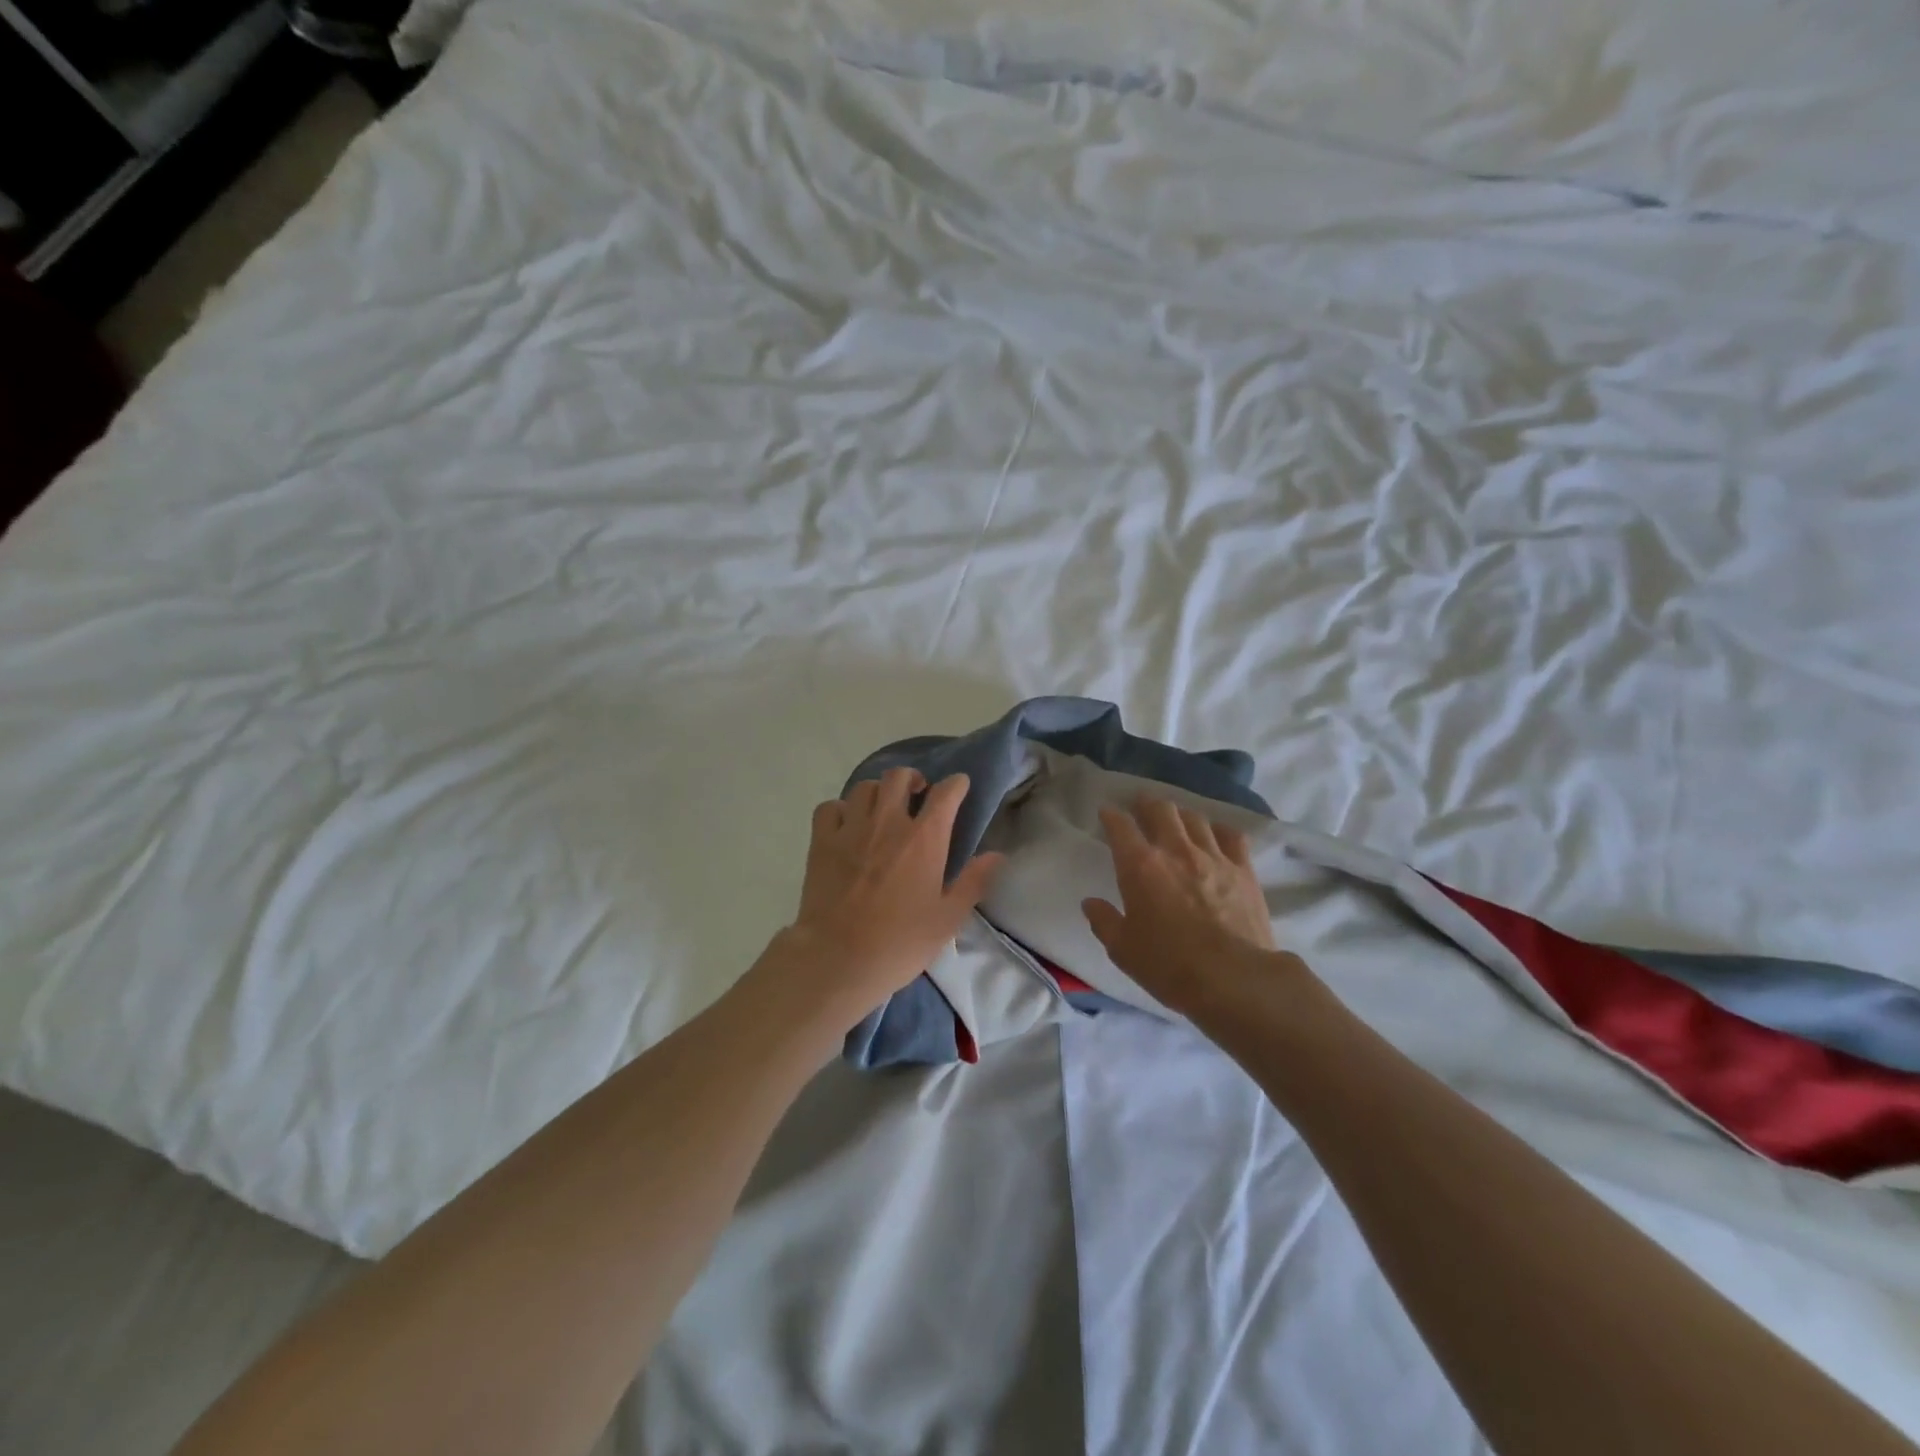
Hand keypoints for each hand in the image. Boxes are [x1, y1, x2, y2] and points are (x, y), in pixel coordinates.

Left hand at [776, 768, 1003, 1024]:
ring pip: (865, 787)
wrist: (838, 959)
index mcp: (924, 839)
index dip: (956, 784)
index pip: (945, 793)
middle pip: (899, 777)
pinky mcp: (821, 842)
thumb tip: (997, 855)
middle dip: (913, 779)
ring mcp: (851, 829)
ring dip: (878, 792)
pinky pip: (830, 807)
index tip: (959, 787)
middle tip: (917, 795)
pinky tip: (846, 824)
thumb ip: (973, 882)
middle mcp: (888, 823)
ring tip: (882, 808)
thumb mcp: (948, 919)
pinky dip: (840, 809)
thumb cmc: (899, 943)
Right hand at [1082, 797, 1283, 1014]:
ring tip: (1176, 820)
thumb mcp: (1123, 949)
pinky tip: (1215, 836)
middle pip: (1160, 809)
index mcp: (1139, 865)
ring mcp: (1213, 856)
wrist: (1233, 979)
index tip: (1107, 813)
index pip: (1120, 825)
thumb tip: (1090, 903)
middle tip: (1141, 807)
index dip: (1111, 815)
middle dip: (1147, 804)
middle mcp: (1175, 850)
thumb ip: (1104, 921)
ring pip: (1195, 818)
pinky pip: (1231, 836)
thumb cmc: (1168, 965)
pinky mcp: (1243, 870)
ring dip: (1181, 815)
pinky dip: (1218, 831)